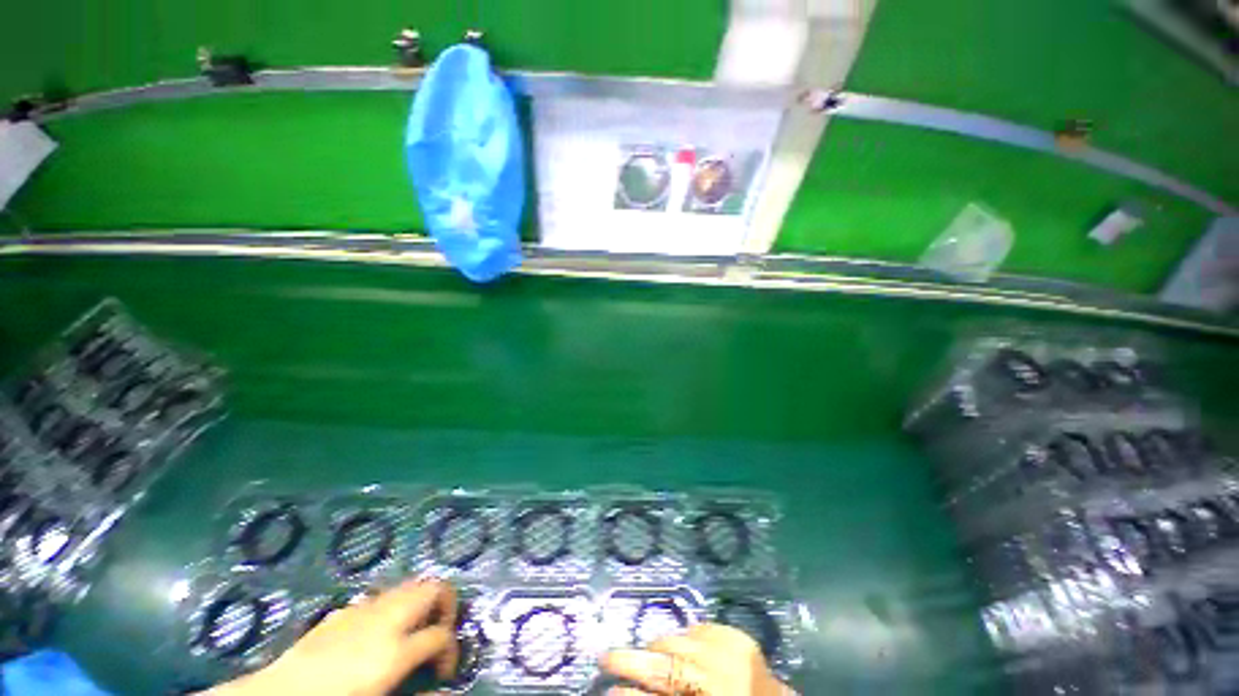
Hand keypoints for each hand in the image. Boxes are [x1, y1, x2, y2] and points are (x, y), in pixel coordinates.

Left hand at [209, 578, 458, 695]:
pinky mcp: (345, 610)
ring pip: (410, 585)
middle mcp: (386, 620)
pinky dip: (393, 607)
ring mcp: (364, 610)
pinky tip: (377, 634)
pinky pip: (381, 597)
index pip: (442, 635)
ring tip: (414, 630)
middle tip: (439, 633)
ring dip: (421, 602)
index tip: (444, 673)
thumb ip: (416, 693)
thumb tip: (445, 689)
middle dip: (446, 605)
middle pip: (434, 588)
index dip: (451, 651)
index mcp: (395, 650)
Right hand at [602, 623, 791, 695]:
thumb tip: (624, 692)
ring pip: (679, 641)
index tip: (605, 689)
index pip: (662, 686)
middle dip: (632, 659)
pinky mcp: (740, 637)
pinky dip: (684, 637)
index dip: (628, 692)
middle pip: (666, 663)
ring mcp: (732, 651)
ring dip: (657, 646)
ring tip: (643, 652)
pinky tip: (678, 645)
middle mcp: (721, 676)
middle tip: (607, 658)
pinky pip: (699, 629)